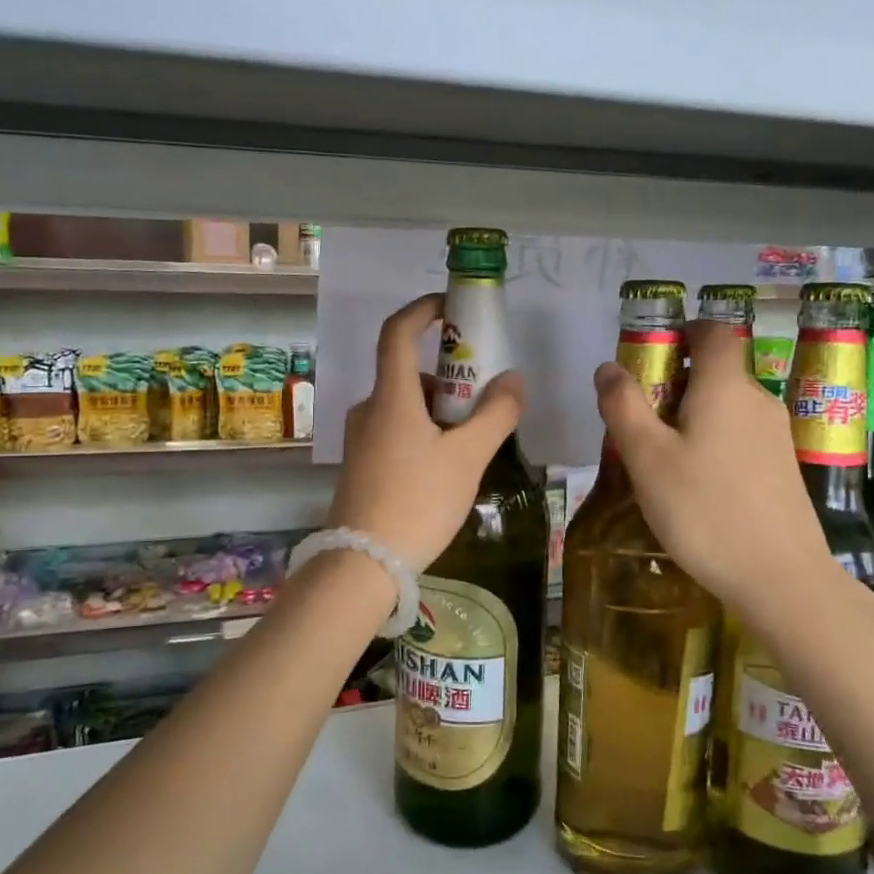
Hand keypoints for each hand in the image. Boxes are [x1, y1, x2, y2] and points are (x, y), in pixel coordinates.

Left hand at [327, 294, 523, 573]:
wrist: (362, 565)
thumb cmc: (418, 502)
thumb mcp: (467, 458)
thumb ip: (496, 414)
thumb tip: (512, 380)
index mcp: (390, 397)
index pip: (398, 331)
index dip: (423, 309)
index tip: (453, 308)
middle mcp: (369, 409)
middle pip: (409, 374)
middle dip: (450, 380)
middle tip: (484, 406)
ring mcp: (361, 438)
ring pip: (406, 407)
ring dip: (440, 413)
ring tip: (471, 448)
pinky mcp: (361, 464)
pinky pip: (397, 431)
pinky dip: (425, 434)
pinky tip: (446, 471)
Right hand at [594, 319, 834, 611]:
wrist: (779, 578)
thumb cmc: (704, 510)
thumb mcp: (647, 458)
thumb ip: (624, 406)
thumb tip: (608, 367)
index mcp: (726, 386)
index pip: (713, 331)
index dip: (682, 332)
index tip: (649, 359)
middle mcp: (757, 400)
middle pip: (715, 370)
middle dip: (674, 384)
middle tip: (639, 423)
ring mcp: (775, 435)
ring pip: (726, 406)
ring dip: (691, 417)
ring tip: (660, 460)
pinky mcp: (781, 467)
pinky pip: (739, 435)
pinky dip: (712, 441)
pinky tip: (694, 485)